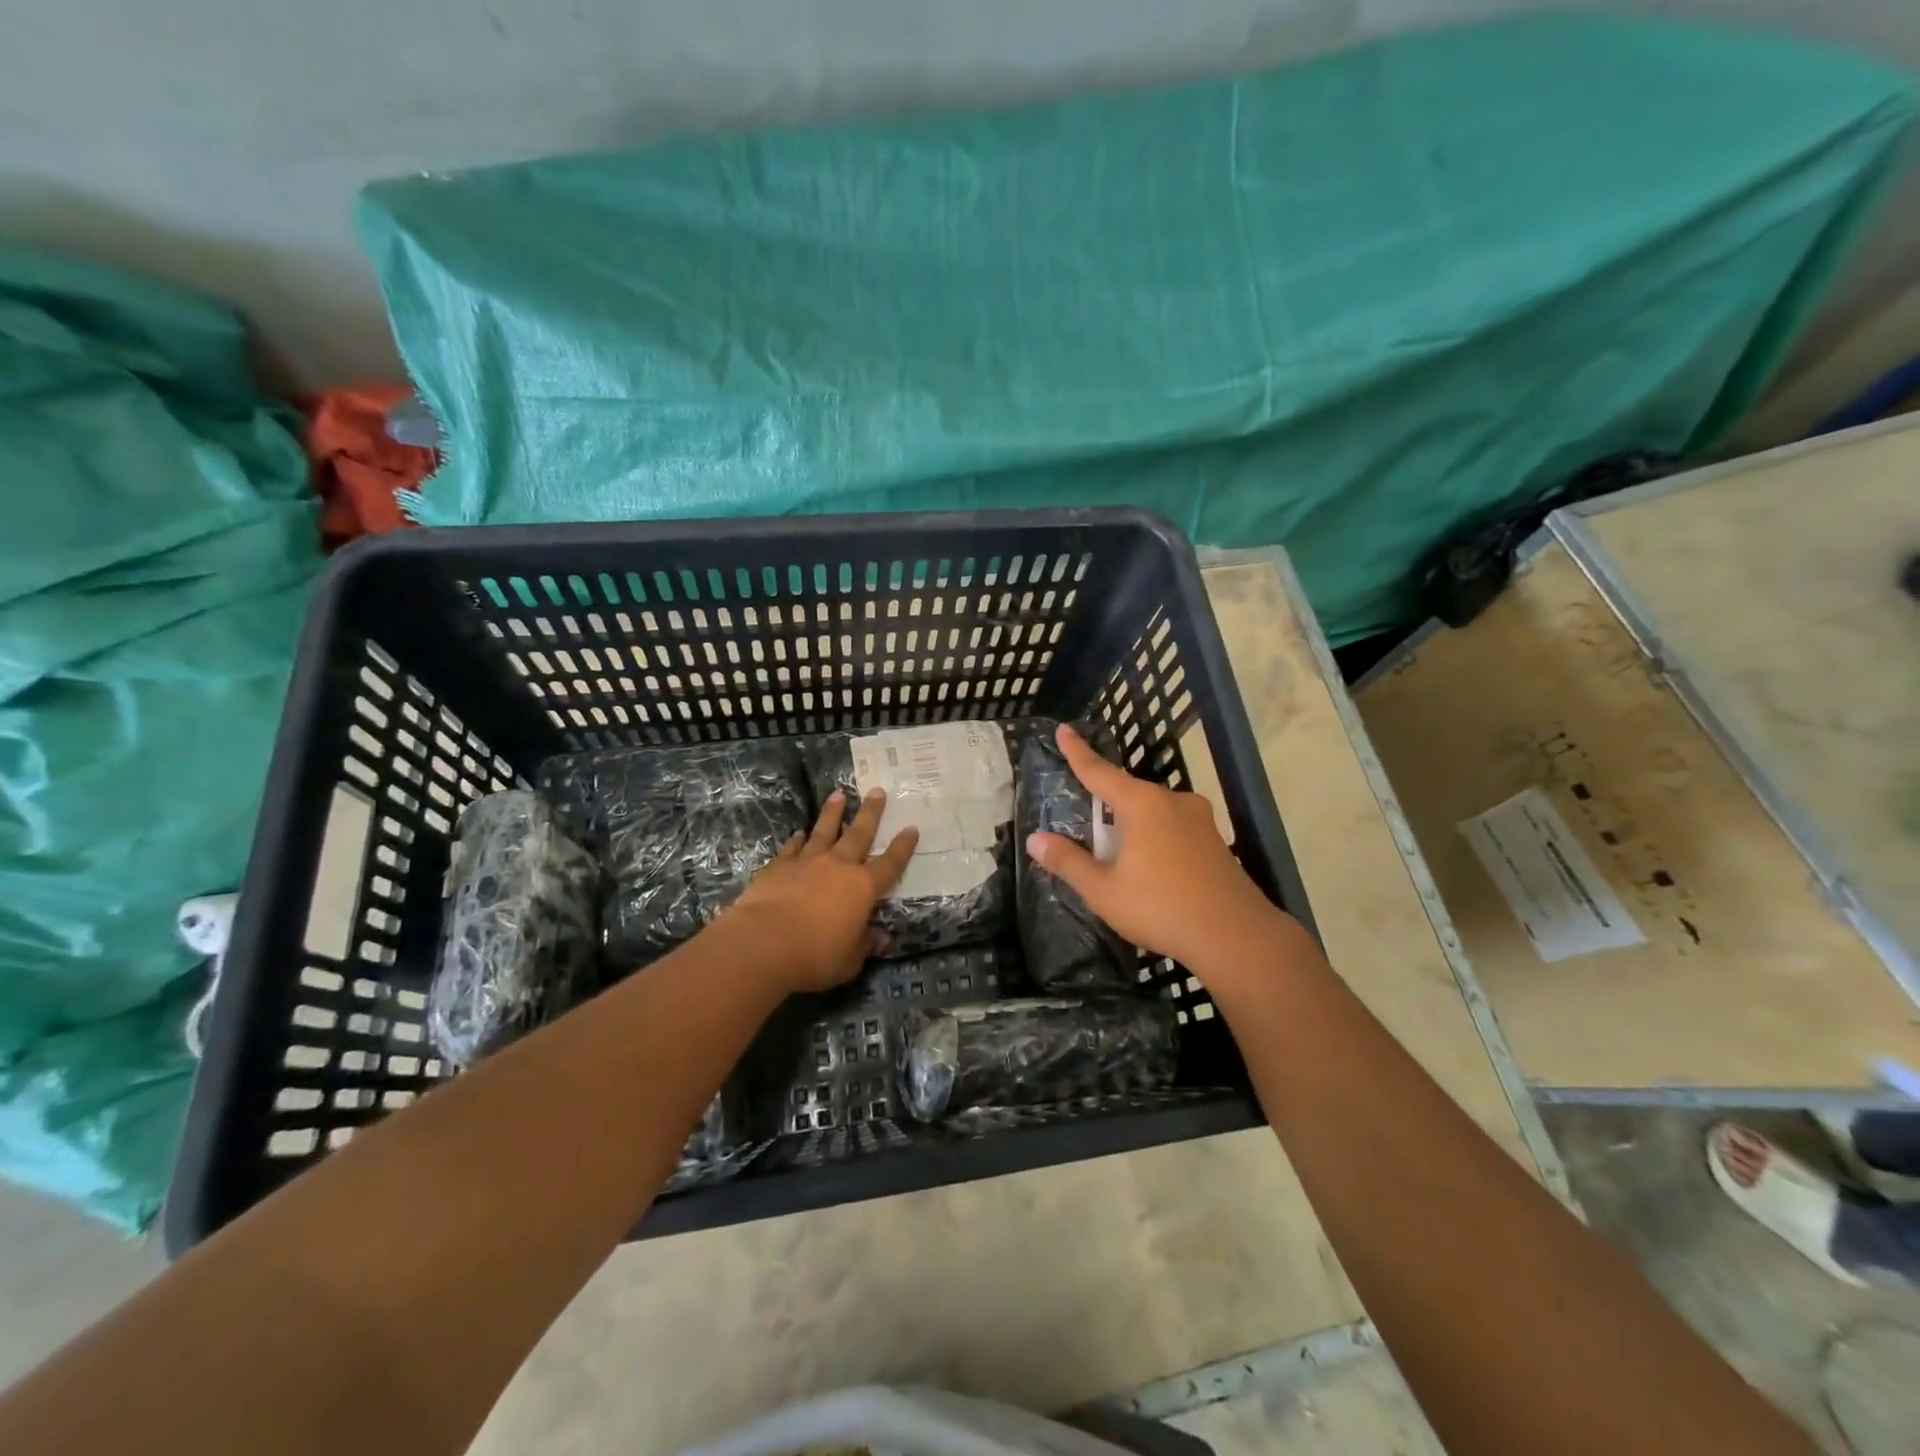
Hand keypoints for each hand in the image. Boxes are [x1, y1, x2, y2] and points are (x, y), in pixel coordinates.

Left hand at [729, 788, 918, 993]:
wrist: (763, 942)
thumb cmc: (815, 955)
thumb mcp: (849, 960)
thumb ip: (866, 944)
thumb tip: (884, 938)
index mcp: (863, 888)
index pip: (890, 864)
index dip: (902, 848)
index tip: (911, 828)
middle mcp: (838, 866)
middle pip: (859, 834)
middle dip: (871, 812)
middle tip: (877, 791)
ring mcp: (807, 862)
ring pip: (824, 831)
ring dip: (833, 813)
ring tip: (839, 794)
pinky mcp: (778, 866)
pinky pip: (792, 848)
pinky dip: (797, 840)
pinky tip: (799, 833)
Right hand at [1025, 723, 1284, 974]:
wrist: (1237, 937)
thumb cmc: (1162, 908)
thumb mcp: (1104, 891)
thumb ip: (1068, 862)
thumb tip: (1035, 840)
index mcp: (1142, 804)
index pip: (1099, 771)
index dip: (1077, 752)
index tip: (1063, 728)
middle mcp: (1172, 801)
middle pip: (1128, 792)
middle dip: (1106, 803)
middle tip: (1087, 824)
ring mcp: (1199, 819)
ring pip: (1153, 811)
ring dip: (1133, 825)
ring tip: (1120, 855)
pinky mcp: (1215, 839)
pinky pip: (1173, 827)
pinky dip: (1155, 837)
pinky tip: (1153, 866)